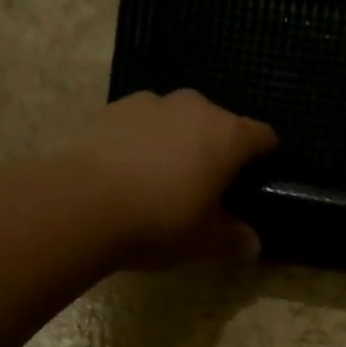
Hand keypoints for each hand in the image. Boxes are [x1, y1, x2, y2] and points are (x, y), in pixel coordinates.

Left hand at [64, 89, 277, 269]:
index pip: (263, 137)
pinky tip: (131, 173)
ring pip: (179, 121)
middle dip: (219, 151)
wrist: (80, 203)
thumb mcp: (203, 241)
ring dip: (180, 143)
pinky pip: (143, 124)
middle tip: (208, 188)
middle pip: (220, 124)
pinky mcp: (113, 108)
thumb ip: (232, 238)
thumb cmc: (159, 221)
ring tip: (165, 179)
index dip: (265, 159)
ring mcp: (151, 102)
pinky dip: (145, 142)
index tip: (257, 182)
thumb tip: (252, 244)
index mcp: (228, 136)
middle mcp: (195, 107)